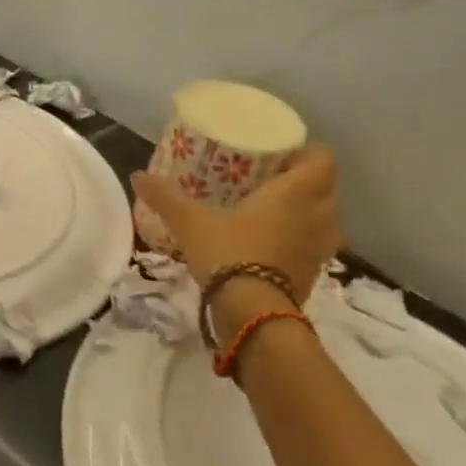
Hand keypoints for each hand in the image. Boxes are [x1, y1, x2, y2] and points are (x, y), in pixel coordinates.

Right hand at [131, 144, 341, 302]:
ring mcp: (321, 248)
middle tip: (270, 180)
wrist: (251, 313)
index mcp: (297, 192)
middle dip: (304, 182)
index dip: (305, 152)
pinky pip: (314, 247)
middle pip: (326, 187)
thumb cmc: (229, 253)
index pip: (322, 159)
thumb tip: (138, 176)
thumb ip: (166, 197)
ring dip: (306, 213)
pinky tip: (271, 244)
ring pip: (324, 219)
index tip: (280, 155)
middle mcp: (320, 215)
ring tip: (273, 212)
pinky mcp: (315, 274)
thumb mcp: (190, 222)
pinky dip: (300, 241)